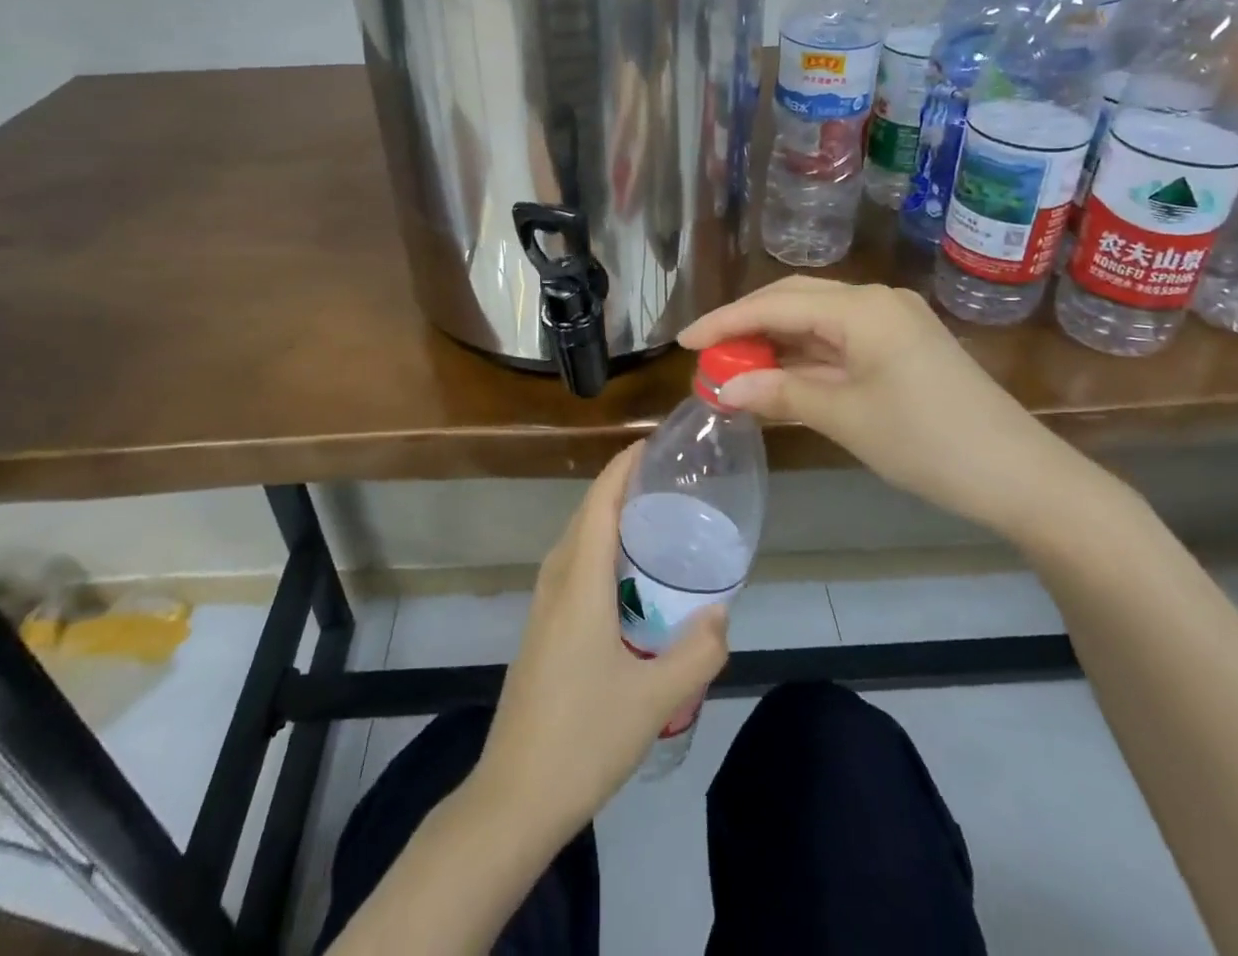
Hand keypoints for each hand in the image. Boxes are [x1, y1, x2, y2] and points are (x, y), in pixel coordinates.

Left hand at [473, 442, 729, 840]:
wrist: (516, 795)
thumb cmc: (585, 737)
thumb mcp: (655, 698)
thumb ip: (697, 652)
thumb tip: (721, 612)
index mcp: (580, 582)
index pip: (600, 502)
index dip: (623, 467)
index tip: (652, 443)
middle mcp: (557, 581)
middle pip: (587, 515)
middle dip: (621, 487)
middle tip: (668, 480)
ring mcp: (543, 606)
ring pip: (577, 541)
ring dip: (609, 519)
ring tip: (654, 519)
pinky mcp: (541, 629)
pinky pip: (572, 567)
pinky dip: (600, 550)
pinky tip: (627, 577)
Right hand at [680, 277, 1066, 530]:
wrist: (1021, 477)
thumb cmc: (928, 442)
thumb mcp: (845, 417)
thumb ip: (779, 394)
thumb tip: (723, 387)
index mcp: (861, 308)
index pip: (775, 304)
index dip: (725, 322)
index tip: (684, 341)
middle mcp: (875, 301)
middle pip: (794, 301)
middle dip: (747, 326)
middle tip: (707, 353)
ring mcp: (893, 322)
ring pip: (816, 321)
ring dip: (775, 343)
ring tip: (734, 368)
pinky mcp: (903, 346)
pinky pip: (839, 341)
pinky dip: (805, 358)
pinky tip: (780, 378)